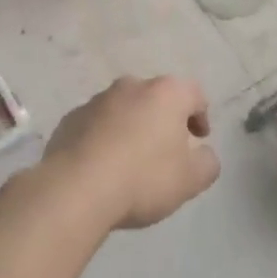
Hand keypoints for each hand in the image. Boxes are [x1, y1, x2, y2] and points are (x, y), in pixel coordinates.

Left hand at [36, 76, 221, 229]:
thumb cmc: (143, 178)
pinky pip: (96, 126)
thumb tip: (203, 154)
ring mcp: (96, 101)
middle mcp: (131, 87)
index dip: (201, 116)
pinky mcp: (69, 120)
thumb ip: (207, 163)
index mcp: (166, 93)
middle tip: (167, 150)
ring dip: (131, 128)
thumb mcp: (191, 180)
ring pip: (124, 110)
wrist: (74, 190)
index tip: (199, 140)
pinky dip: (103, 139)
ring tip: (131, 162)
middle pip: (156, 99)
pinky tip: (102, 167)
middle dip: (164, 120)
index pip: (194, 94)